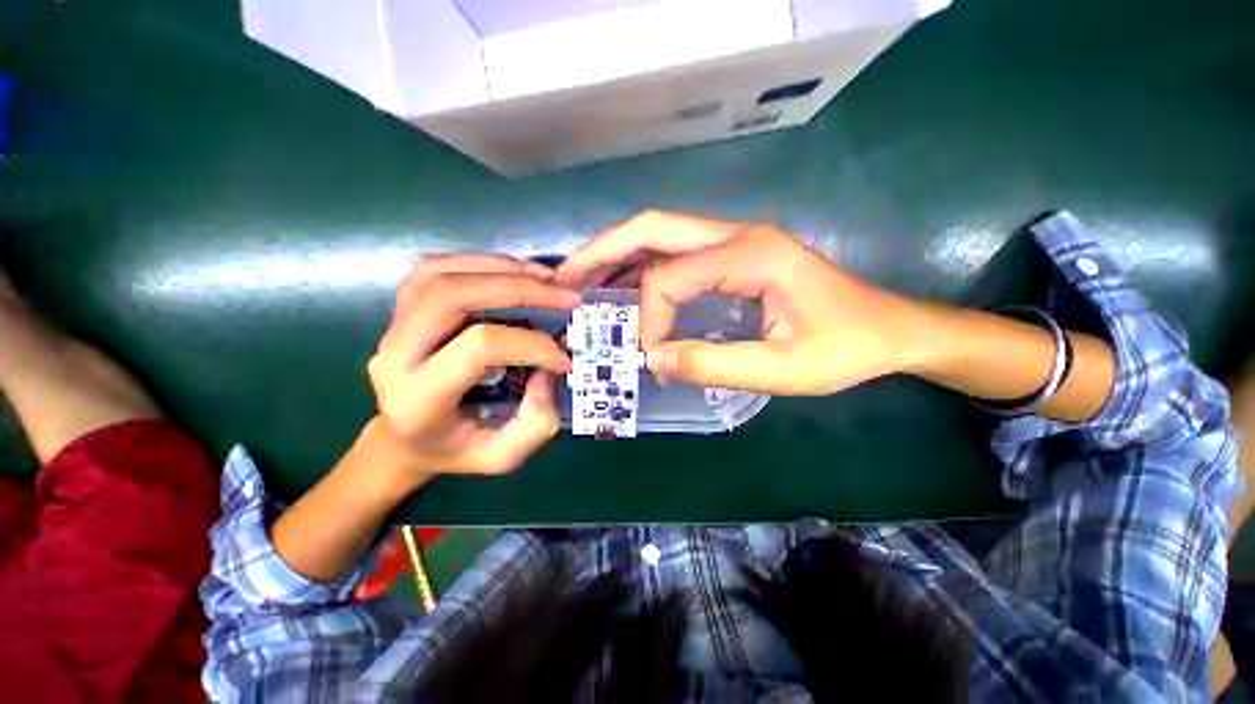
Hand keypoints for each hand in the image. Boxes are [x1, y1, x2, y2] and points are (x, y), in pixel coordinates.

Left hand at [368, 254, 578, 482]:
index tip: (563, 359)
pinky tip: (513, 273)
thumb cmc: (455, 450)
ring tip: (544, 277)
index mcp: (418, 398)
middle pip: (452, 296)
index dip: (531, 345)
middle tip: (564, 294)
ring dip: (500, 268)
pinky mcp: (401, 310)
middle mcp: (395, 354)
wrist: (404, 439)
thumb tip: (548, 369)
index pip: (478, 347)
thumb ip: (534, 422)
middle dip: (518, 288)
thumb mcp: (502, 456)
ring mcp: (391, 326)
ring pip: (440, 273)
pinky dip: (478, 262)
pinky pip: (434, 269)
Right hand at [556, 210, 929, 395]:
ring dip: (617, 254)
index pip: (669, 277)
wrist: (890, 329)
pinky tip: (625, 286)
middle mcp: (737, 234)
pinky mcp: (736, 256)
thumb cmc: (845, 348)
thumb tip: (654, 359)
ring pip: (661, 235)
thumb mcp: (783, 369)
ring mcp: (736, 241)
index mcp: (750, 254)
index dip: (650, 318)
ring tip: (581, 278)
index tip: (652, 357)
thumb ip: (714, 363)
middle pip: (652, 228)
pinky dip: (643, 267)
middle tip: (564, 277)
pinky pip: (677, 254)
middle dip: (602, 251)